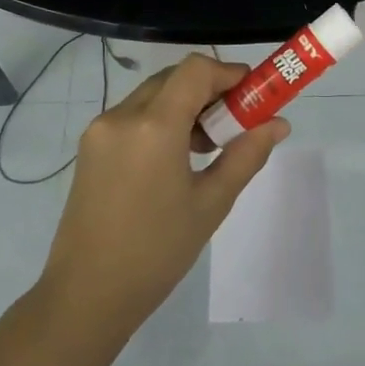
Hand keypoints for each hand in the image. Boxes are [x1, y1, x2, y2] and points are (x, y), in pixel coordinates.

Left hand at [40, 53, 289, 334]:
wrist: (86, 295)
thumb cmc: (157, 252)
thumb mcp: (211, 203)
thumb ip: (246, 155)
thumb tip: (278, 124)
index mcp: (154, 126)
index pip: (196, 70)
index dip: (228, 73)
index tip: (252, 95)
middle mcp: (122, 115)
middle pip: (174, 78)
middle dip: (209, 90)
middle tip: (235, 123)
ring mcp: (100, 129)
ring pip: (153, 94)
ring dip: (185, 105)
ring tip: (207, 147)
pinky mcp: (90, 146)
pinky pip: (133, 115)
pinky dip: (161, 120)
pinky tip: (175, 158)